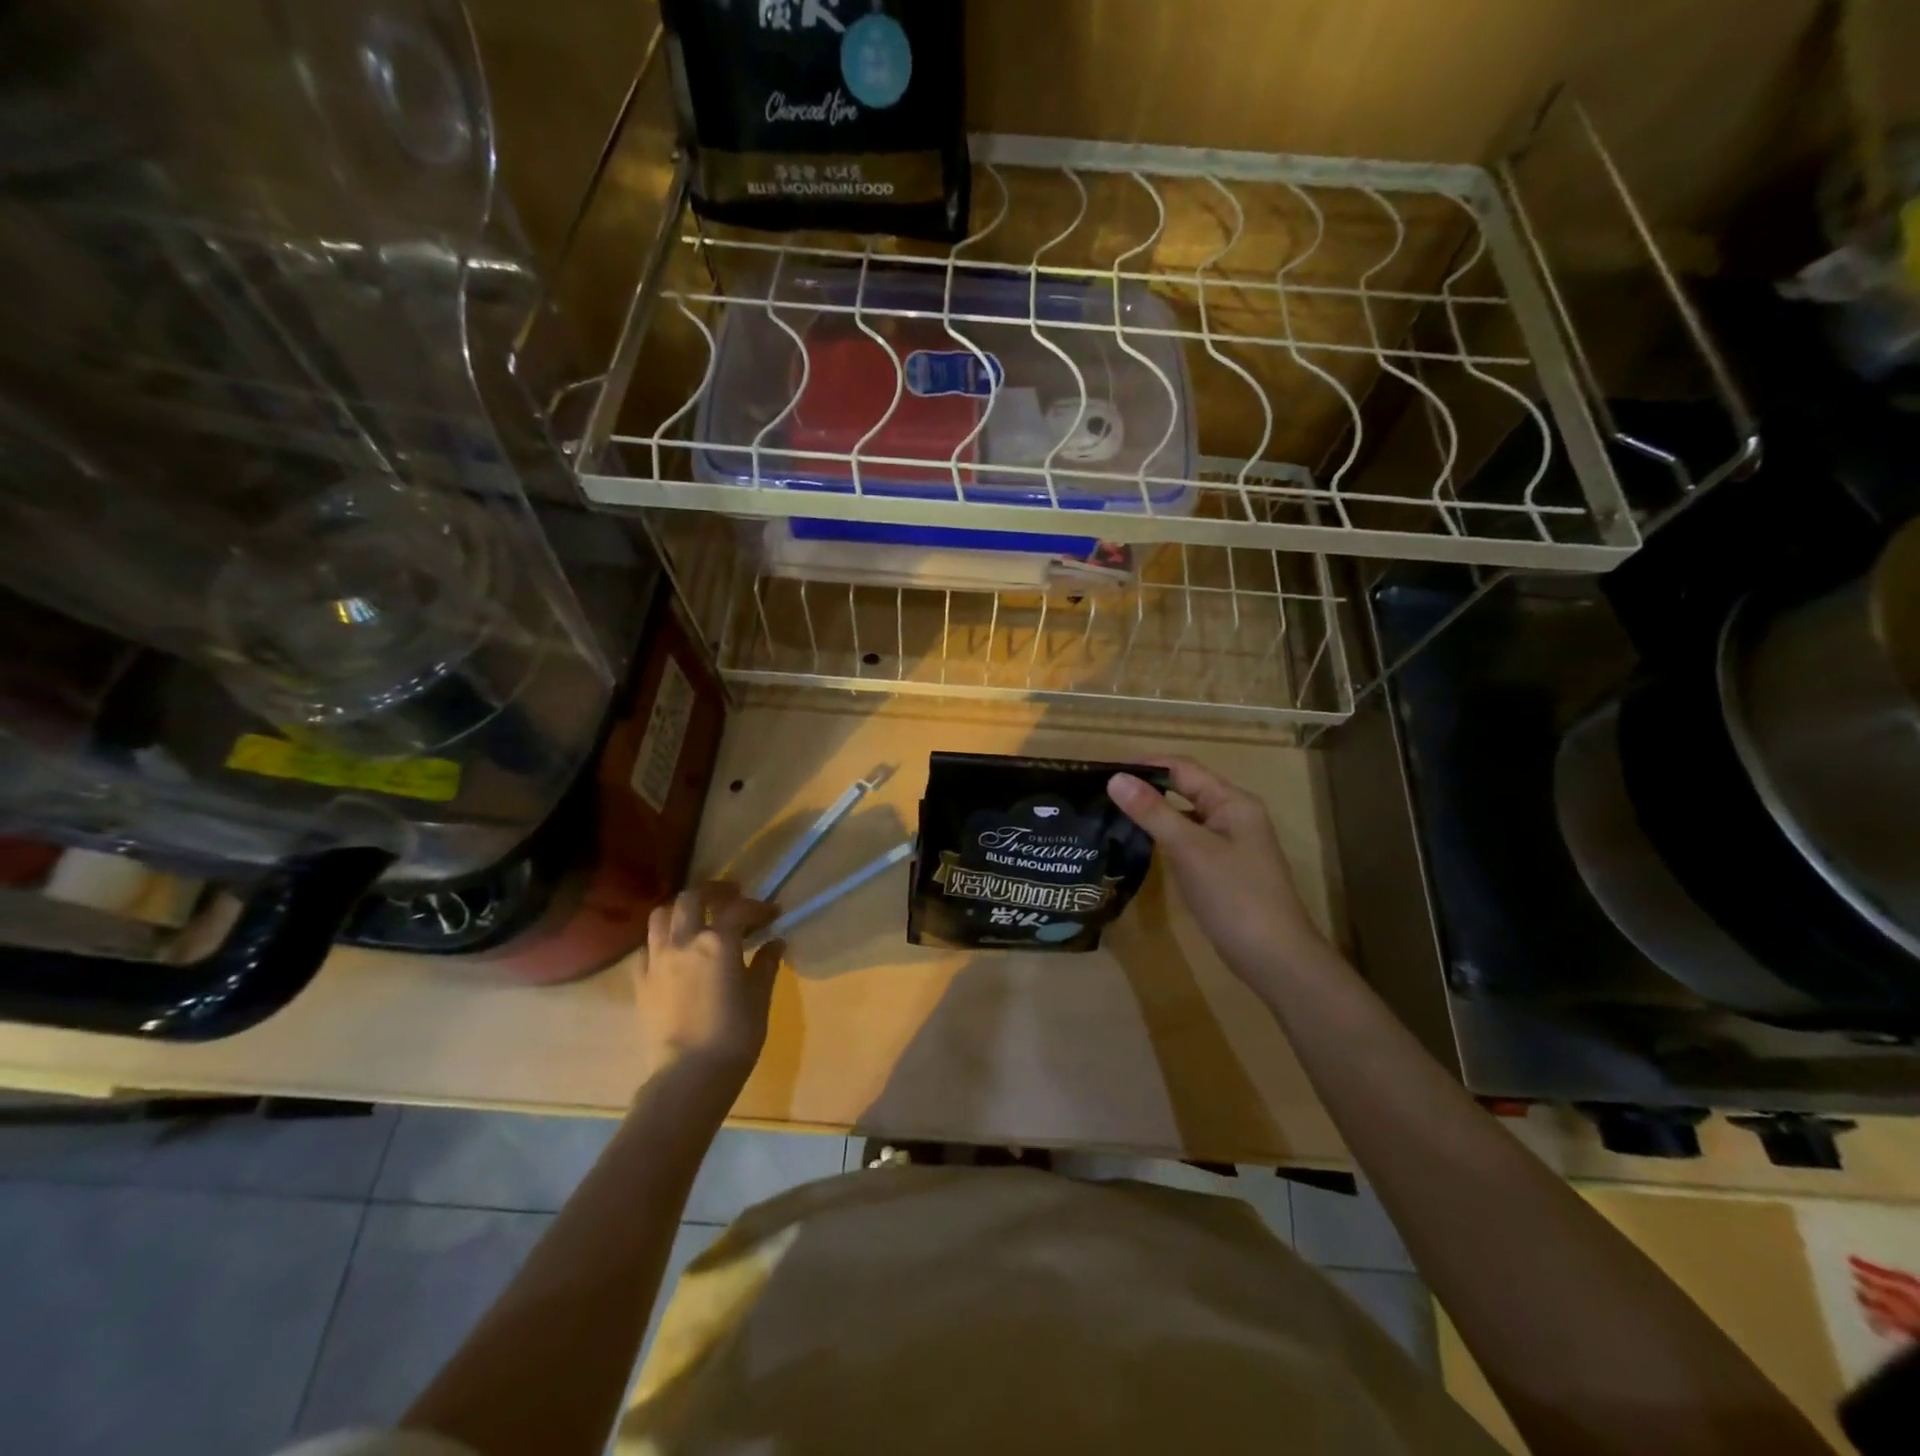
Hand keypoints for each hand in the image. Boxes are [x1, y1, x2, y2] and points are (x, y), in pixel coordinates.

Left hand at [632, 882, 782, 1090]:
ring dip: (681, 909)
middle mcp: (684, 941)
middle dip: (713, 891)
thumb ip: (766, 964)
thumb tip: (775, 943)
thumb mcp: (759, 997)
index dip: (759, 907)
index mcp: (718, 941)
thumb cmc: (734, 1035)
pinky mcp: (640, 982)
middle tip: (730, 896)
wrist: (688, 1076)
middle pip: (692, 897)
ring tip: (696, 916)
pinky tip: (673, 952)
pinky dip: (661, 940)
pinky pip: (646, 948)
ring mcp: (657, 960)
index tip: (773, 914)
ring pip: (661, 915)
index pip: (739, 909)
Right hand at [1108, 758, 1328, 982]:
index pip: (1183, 768)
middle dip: (1147, 788)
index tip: (1105, 771)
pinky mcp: (1223, 870)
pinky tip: (1141, 847)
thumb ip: (1152, 812)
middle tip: (1104, 794)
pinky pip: (1189, 842)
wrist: (1274, 958)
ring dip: (1154, 813)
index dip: (1145, 765)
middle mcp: (1234, 815)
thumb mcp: (1190, 849)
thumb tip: (1116, 778)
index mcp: (1232, 802)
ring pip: (1186, 817)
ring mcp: (1230, 844)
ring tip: (1113, 816)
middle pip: (1185, 789)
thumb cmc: (1234, 896)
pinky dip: (1165, 839)